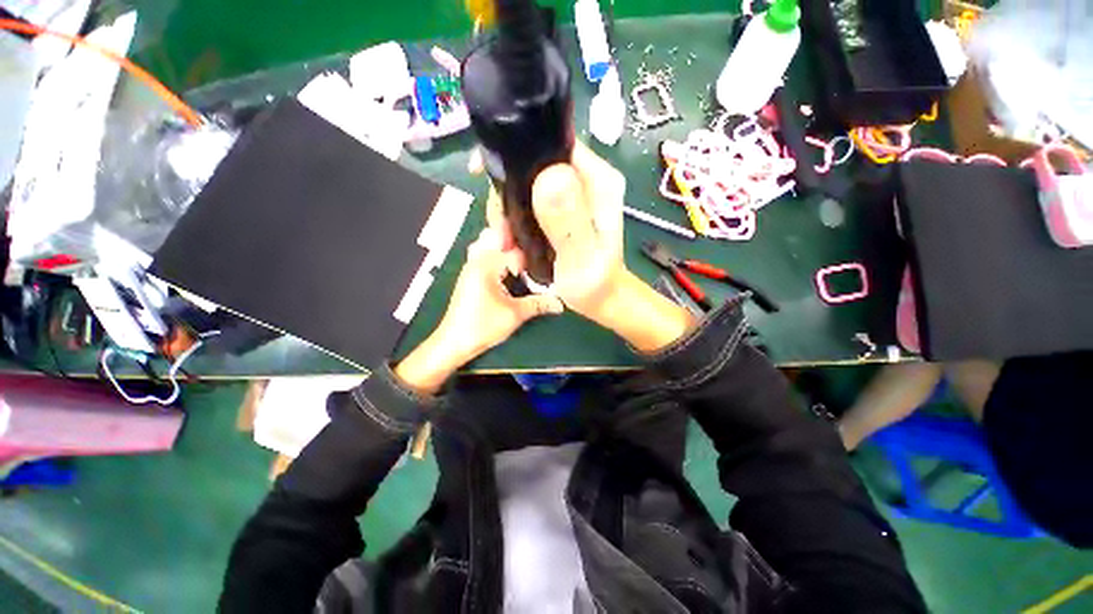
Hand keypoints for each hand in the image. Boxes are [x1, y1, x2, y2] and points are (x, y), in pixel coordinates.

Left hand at [395, 228, 562, 394]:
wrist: (454, 342)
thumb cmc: (482, 326)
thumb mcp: (514, 315)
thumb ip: (538, 304)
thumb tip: (560, 304)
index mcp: (487, 264)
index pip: (516, 251)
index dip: (533, 257)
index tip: (548, 259)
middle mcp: (477, 259)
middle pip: (496, 236)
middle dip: (515, 240)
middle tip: (535, 249)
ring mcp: (470, 266)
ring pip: (487, 243)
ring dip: (503, 246)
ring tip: (521, 257)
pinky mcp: (469, 276)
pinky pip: (482, 254)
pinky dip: (495, 255)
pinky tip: (507, 268)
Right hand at [485, 142, 625, 319]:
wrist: (600, 299)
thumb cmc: (595, 285)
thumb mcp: (580, 256)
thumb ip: (567, 221)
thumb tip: (547, 177)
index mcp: (598, 182)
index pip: (553, 144)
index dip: (516, 152)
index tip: (484, 173)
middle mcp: (585, 182)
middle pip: (533, 167)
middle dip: (507, 197)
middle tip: (500, 233)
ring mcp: (571, 197)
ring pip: (526, 189)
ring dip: (508, 216)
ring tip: (507, 248)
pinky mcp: (560, 212)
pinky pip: (528, 207)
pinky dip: (515, 225)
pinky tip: (513, 248)